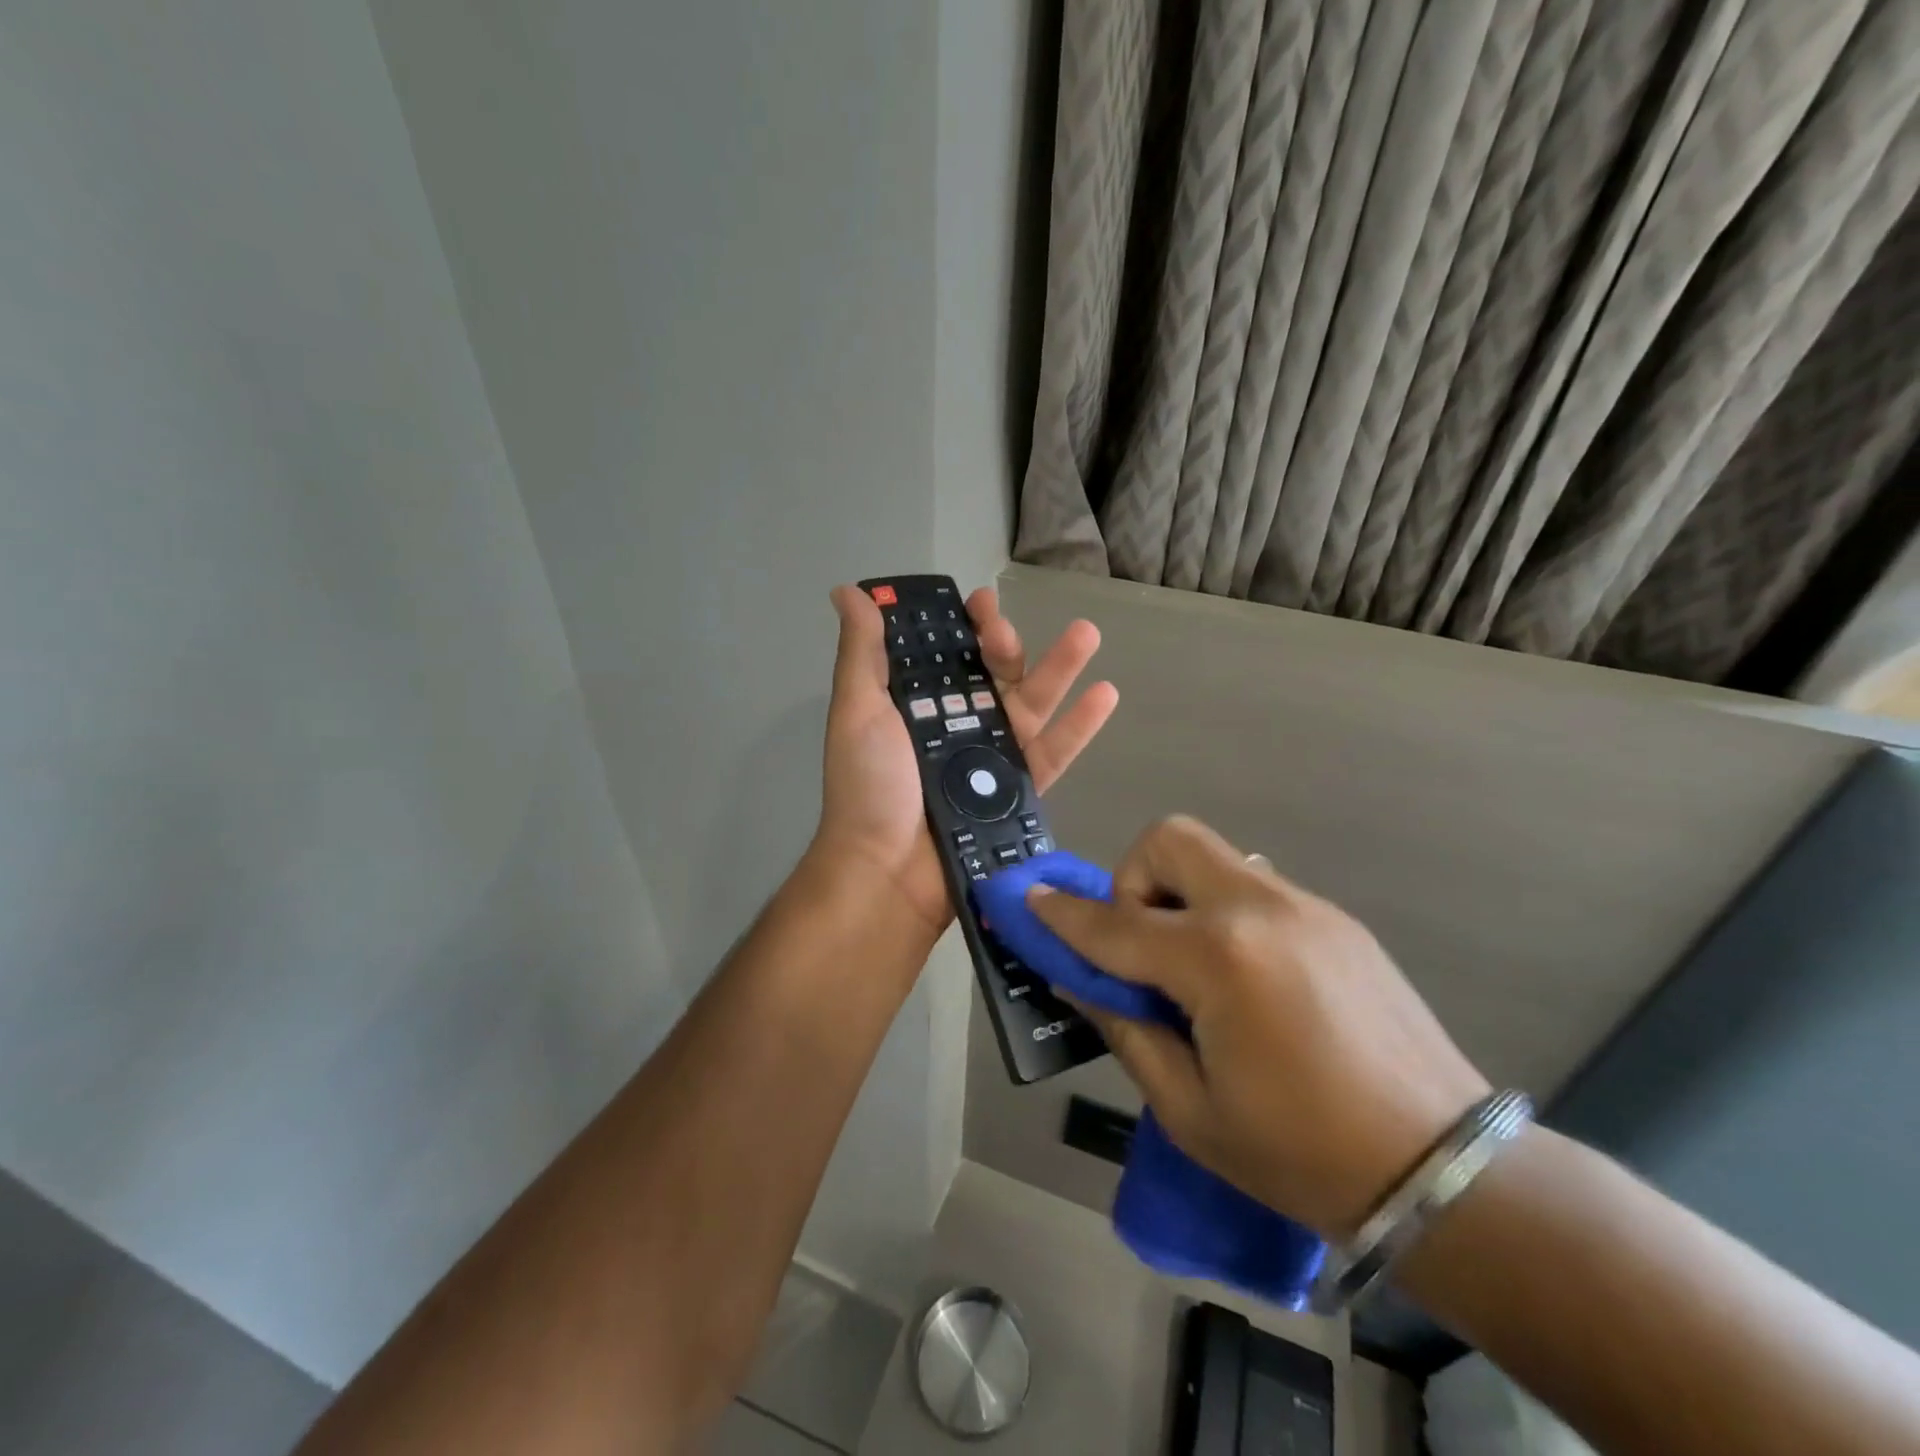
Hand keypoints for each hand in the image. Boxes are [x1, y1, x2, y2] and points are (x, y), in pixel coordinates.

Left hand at [813, 583, 1117, 934]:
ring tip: (1086, 634)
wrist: (887, 871)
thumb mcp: (857, 710)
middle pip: (995, 675)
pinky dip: (1081, 725)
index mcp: (919, 703)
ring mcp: (992, 757)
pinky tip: (1106, 692)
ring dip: (1060, 668)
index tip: (979, 601)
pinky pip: (1055, 752)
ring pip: (1033, 705)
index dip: (965, 625)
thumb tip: (848, 590)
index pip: (949, 653)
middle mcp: (959, 724)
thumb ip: (862, 652)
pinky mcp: (1019, 790)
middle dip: (1005, 644)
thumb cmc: (869, 786)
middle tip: (1004, 630)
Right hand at [1028, 816, 1489, 1238]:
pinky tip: (1246, 978)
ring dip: (1179, 894)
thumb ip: (1125, 1028)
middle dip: (1133, 879)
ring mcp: (1304, 906)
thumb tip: (1078, 979)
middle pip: (1169, 840)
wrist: (1444, 1170)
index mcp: (1218, 959)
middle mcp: (1258, 910)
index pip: (1114, 923)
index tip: (1031, 900)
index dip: (1063, 913)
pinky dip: (1224, 913)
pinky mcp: (1334, 918)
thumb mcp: (1189, 1108)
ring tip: (1194, 968)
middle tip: (1141, 945)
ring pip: (1214, 857)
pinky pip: (1254, 888)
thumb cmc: (1301, 1155)